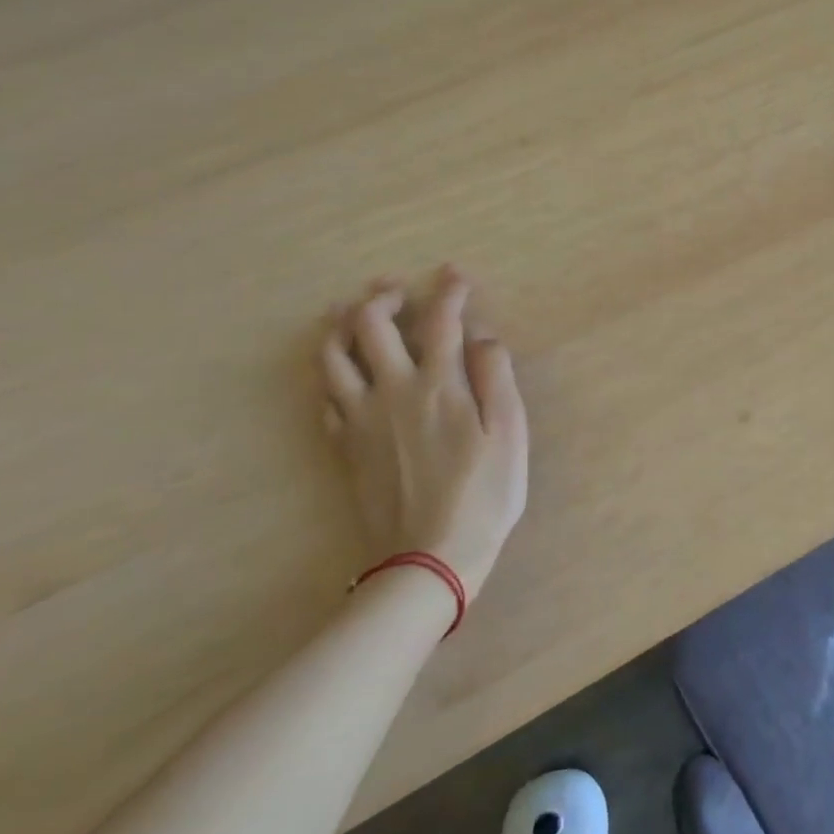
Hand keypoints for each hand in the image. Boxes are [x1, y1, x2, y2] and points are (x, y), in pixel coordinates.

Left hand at [319, 265, 528, 598]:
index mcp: (439, 383)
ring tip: (352, 313)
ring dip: (340, 325)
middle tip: (396, 287)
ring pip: (332, 356)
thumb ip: (497, 377)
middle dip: (381, 296)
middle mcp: (392, 390)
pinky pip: (324, 397)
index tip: (455, 273)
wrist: (427, 560)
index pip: (440, 318)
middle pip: (369, 324)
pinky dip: (331, 373)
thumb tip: (483, 337)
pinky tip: (343, 372)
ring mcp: (361, 419)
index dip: (448, 289)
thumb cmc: (483, 495)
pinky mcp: (344, 447)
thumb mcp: (509, 433)